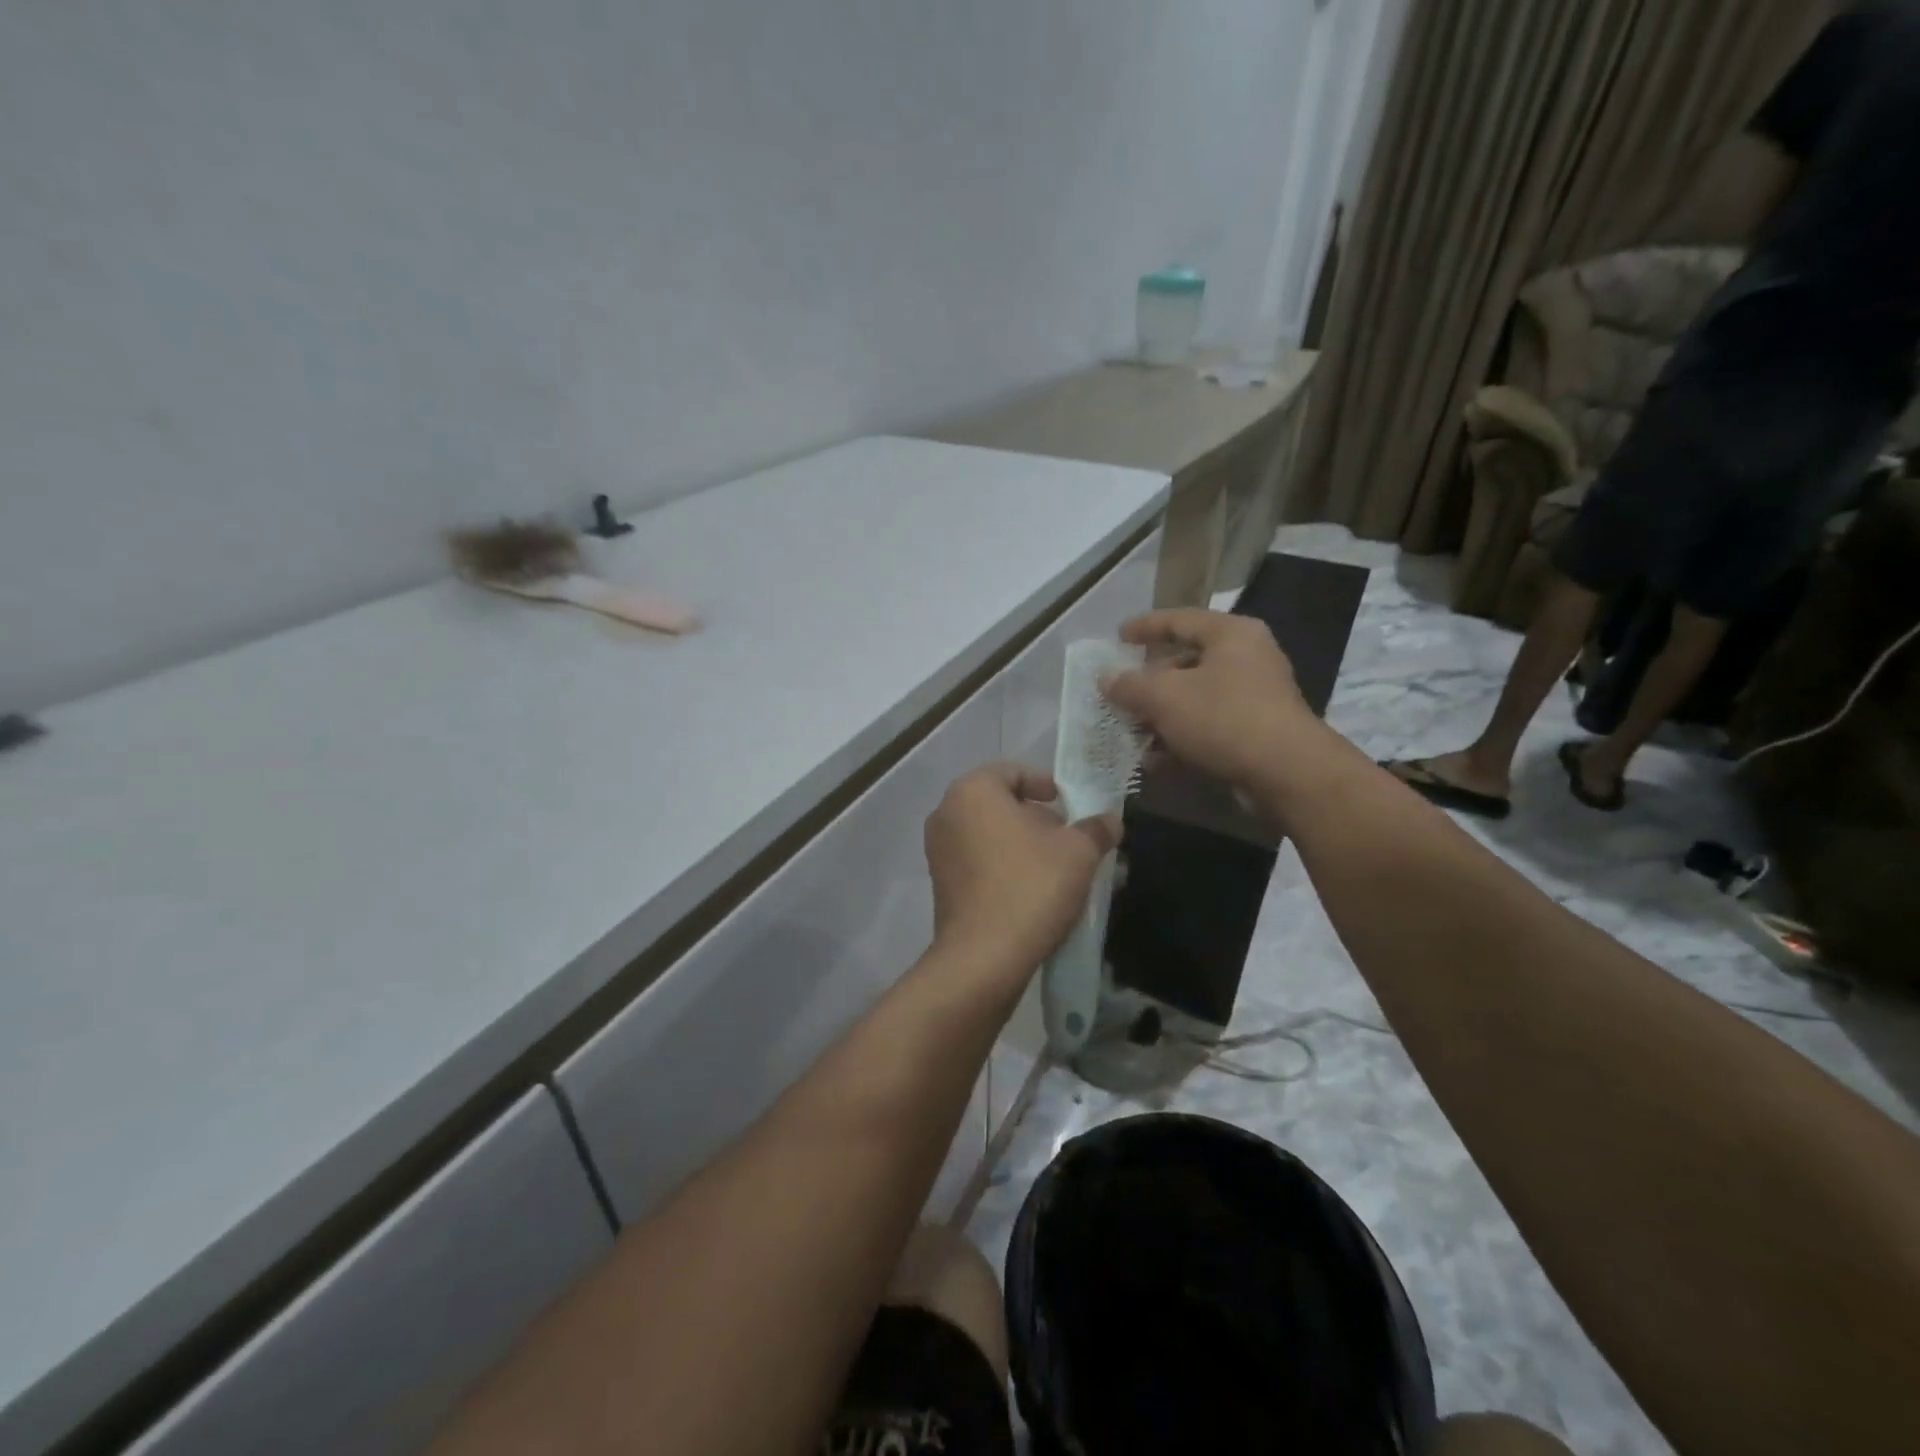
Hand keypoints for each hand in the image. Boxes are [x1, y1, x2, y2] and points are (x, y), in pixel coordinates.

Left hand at [923, 764, 1120, 981]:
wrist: (983, 957)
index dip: (1046, 785)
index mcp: (972, 791)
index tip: (1069, 805)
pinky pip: (976, 860)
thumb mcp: (1078, 852)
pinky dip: (1002, 865)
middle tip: (1067, 838)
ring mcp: (938, 850)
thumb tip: (1110, 820)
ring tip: (1055, 867)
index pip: (1013, 772)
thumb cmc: (1030, 887)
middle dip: (1036, 817)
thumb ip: (1095, 829)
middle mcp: (946, 812)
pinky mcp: (940, 883)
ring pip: (988, 833)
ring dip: (1020, 843)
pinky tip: (1031, 889)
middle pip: (999, 803)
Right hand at [1102, 609, 1332, 799]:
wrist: (1286, 773)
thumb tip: (1105, 678)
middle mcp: (1248, 658)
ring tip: (1130, 732)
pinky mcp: (1256, 732)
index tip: (1118, 636)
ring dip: (1161, 716)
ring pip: (1196, 698)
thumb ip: (1129, 684)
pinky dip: (1181, 738)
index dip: (1145, 627)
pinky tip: (1155, 759)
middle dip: (1149, 682)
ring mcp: (1255, 696)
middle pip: (1186, 662)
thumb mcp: (1165, 696)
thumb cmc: (1223, 718)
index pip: (1180, 620)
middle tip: (1121, 693)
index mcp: (1231, 635)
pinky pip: (1208, 726)